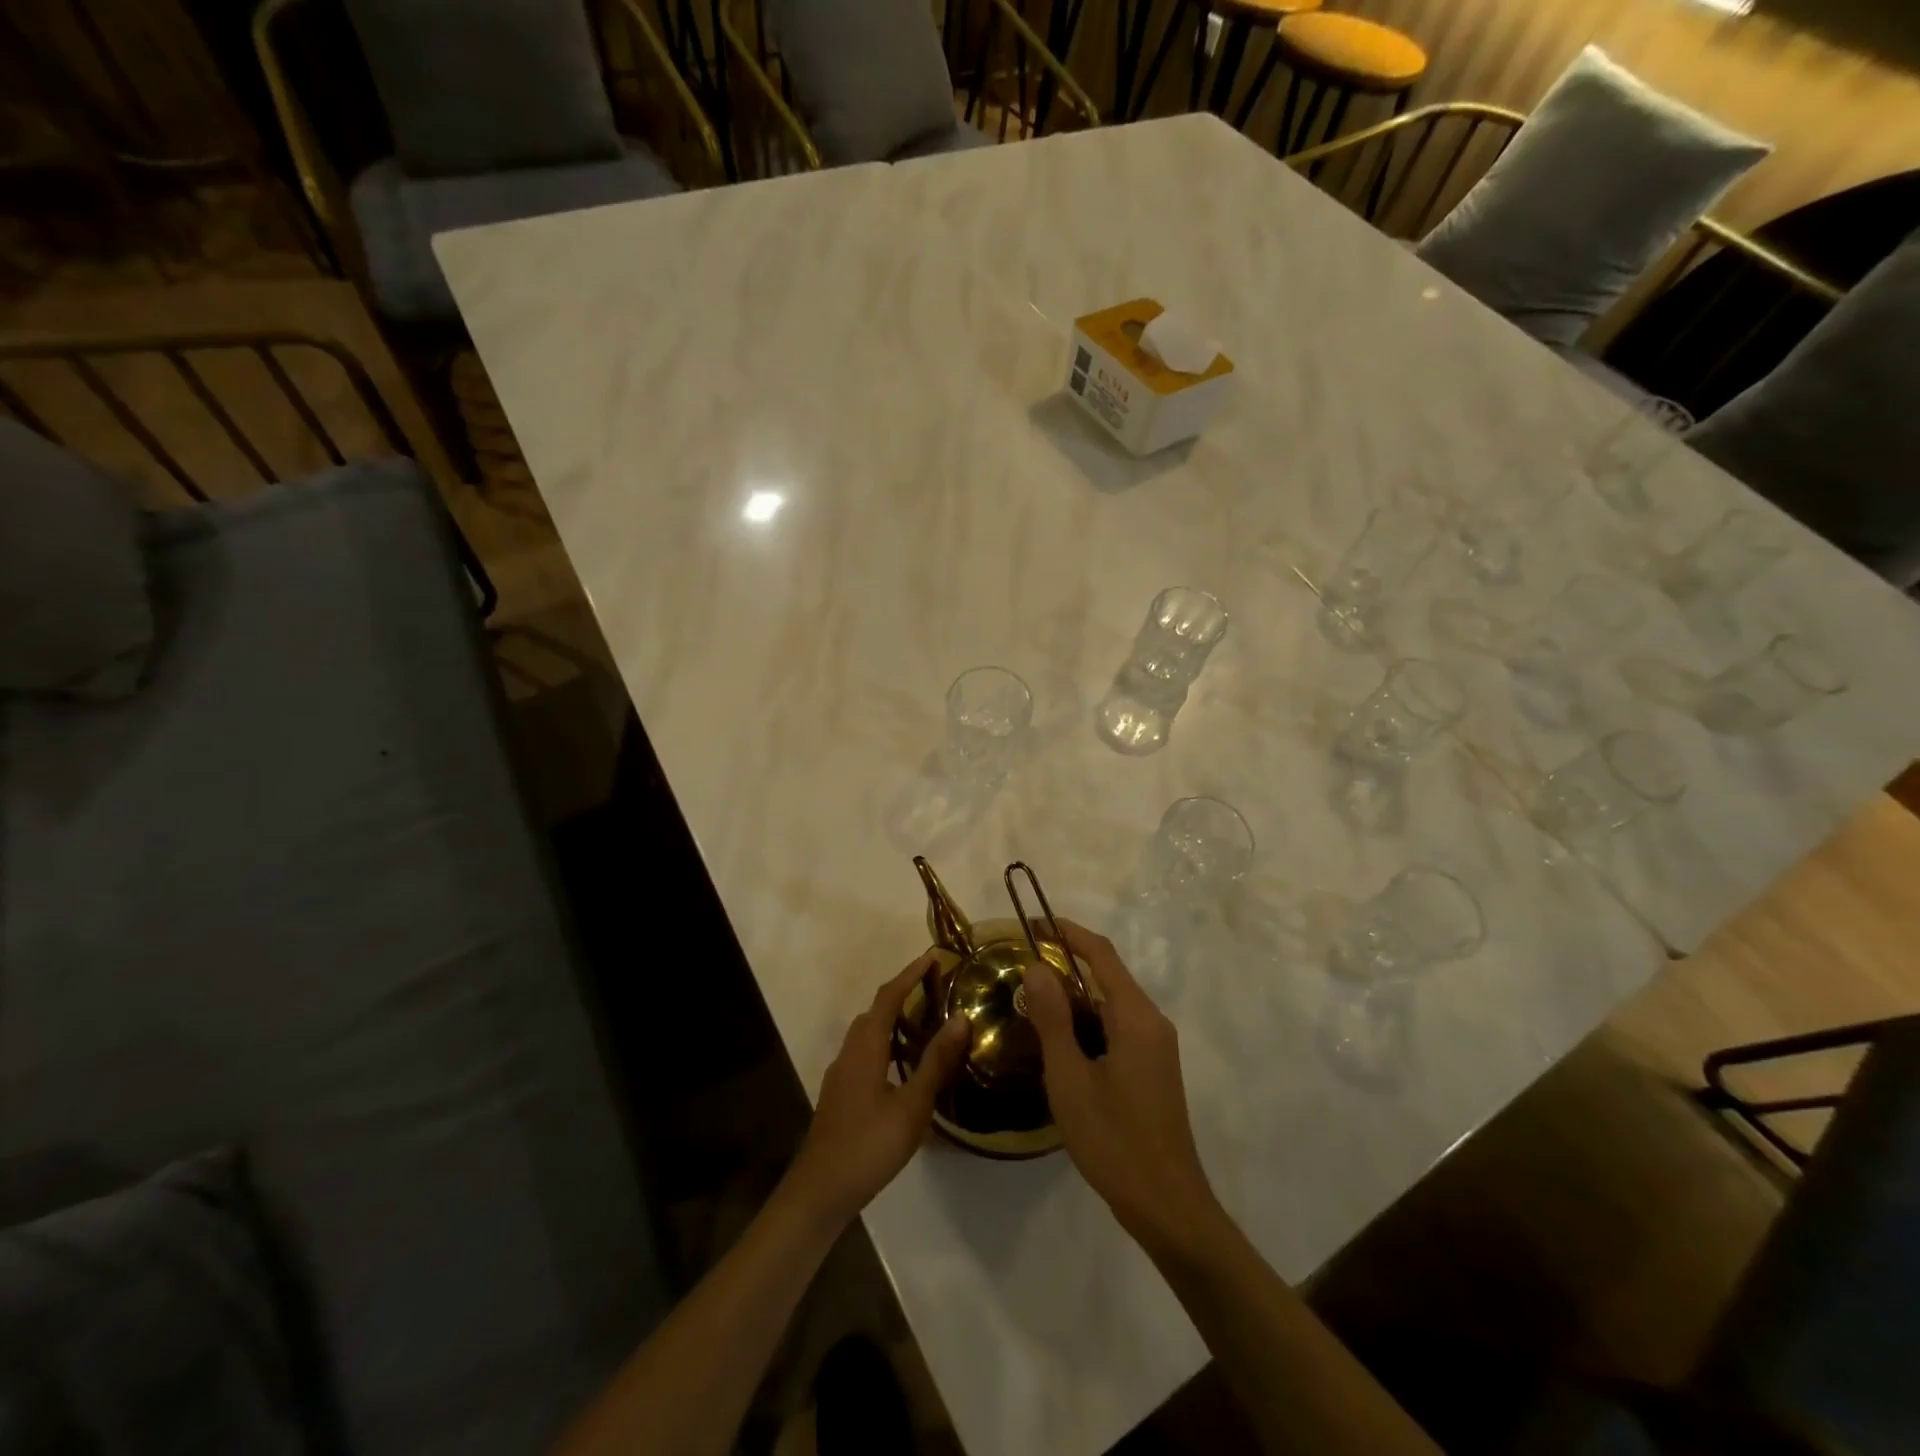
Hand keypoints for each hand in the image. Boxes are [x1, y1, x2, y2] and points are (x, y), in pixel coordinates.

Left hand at [786, 954, 969, 1230]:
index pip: (889, 997)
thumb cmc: (869, 1145)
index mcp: (866, 1047)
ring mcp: (842, 1073)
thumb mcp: (912, 1106)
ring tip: (926, 1022)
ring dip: (894, 1019)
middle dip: (903, 992)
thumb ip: (936, 1061)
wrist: (820, 1191)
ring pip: (869, 1033)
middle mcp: (850, 1051)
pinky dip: (887, 1043)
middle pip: (876, 1010)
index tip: (933, 957)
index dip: (910, 974)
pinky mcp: (841, 1092)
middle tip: (936, 988)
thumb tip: (960, 1018)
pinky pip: (866, 1051)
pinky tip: (905, 1065)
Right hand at [1022, 920, 1226, 1257]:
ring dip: (1074, 997)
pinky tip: (1060, 1042)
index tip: (1033, 924)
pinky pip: (1117, 1027)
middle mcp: (1151, 1021)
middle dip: (1065, 965)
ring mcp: (1156, 1046)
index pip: (1101, 954)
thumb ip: (1053, 1019)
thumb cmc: (1114, 1140)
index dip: (1067, 932)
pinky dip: (1088, 1022)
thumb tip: (1037, 967)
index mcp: (1136, 1016)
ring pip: (1111, 1004)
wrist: (1167, 1205)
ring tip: (1031, 1004)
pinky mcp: (1153, 1067)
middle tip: (1021, 971)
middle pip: (1107, 975)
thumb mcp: (1070, 1078)